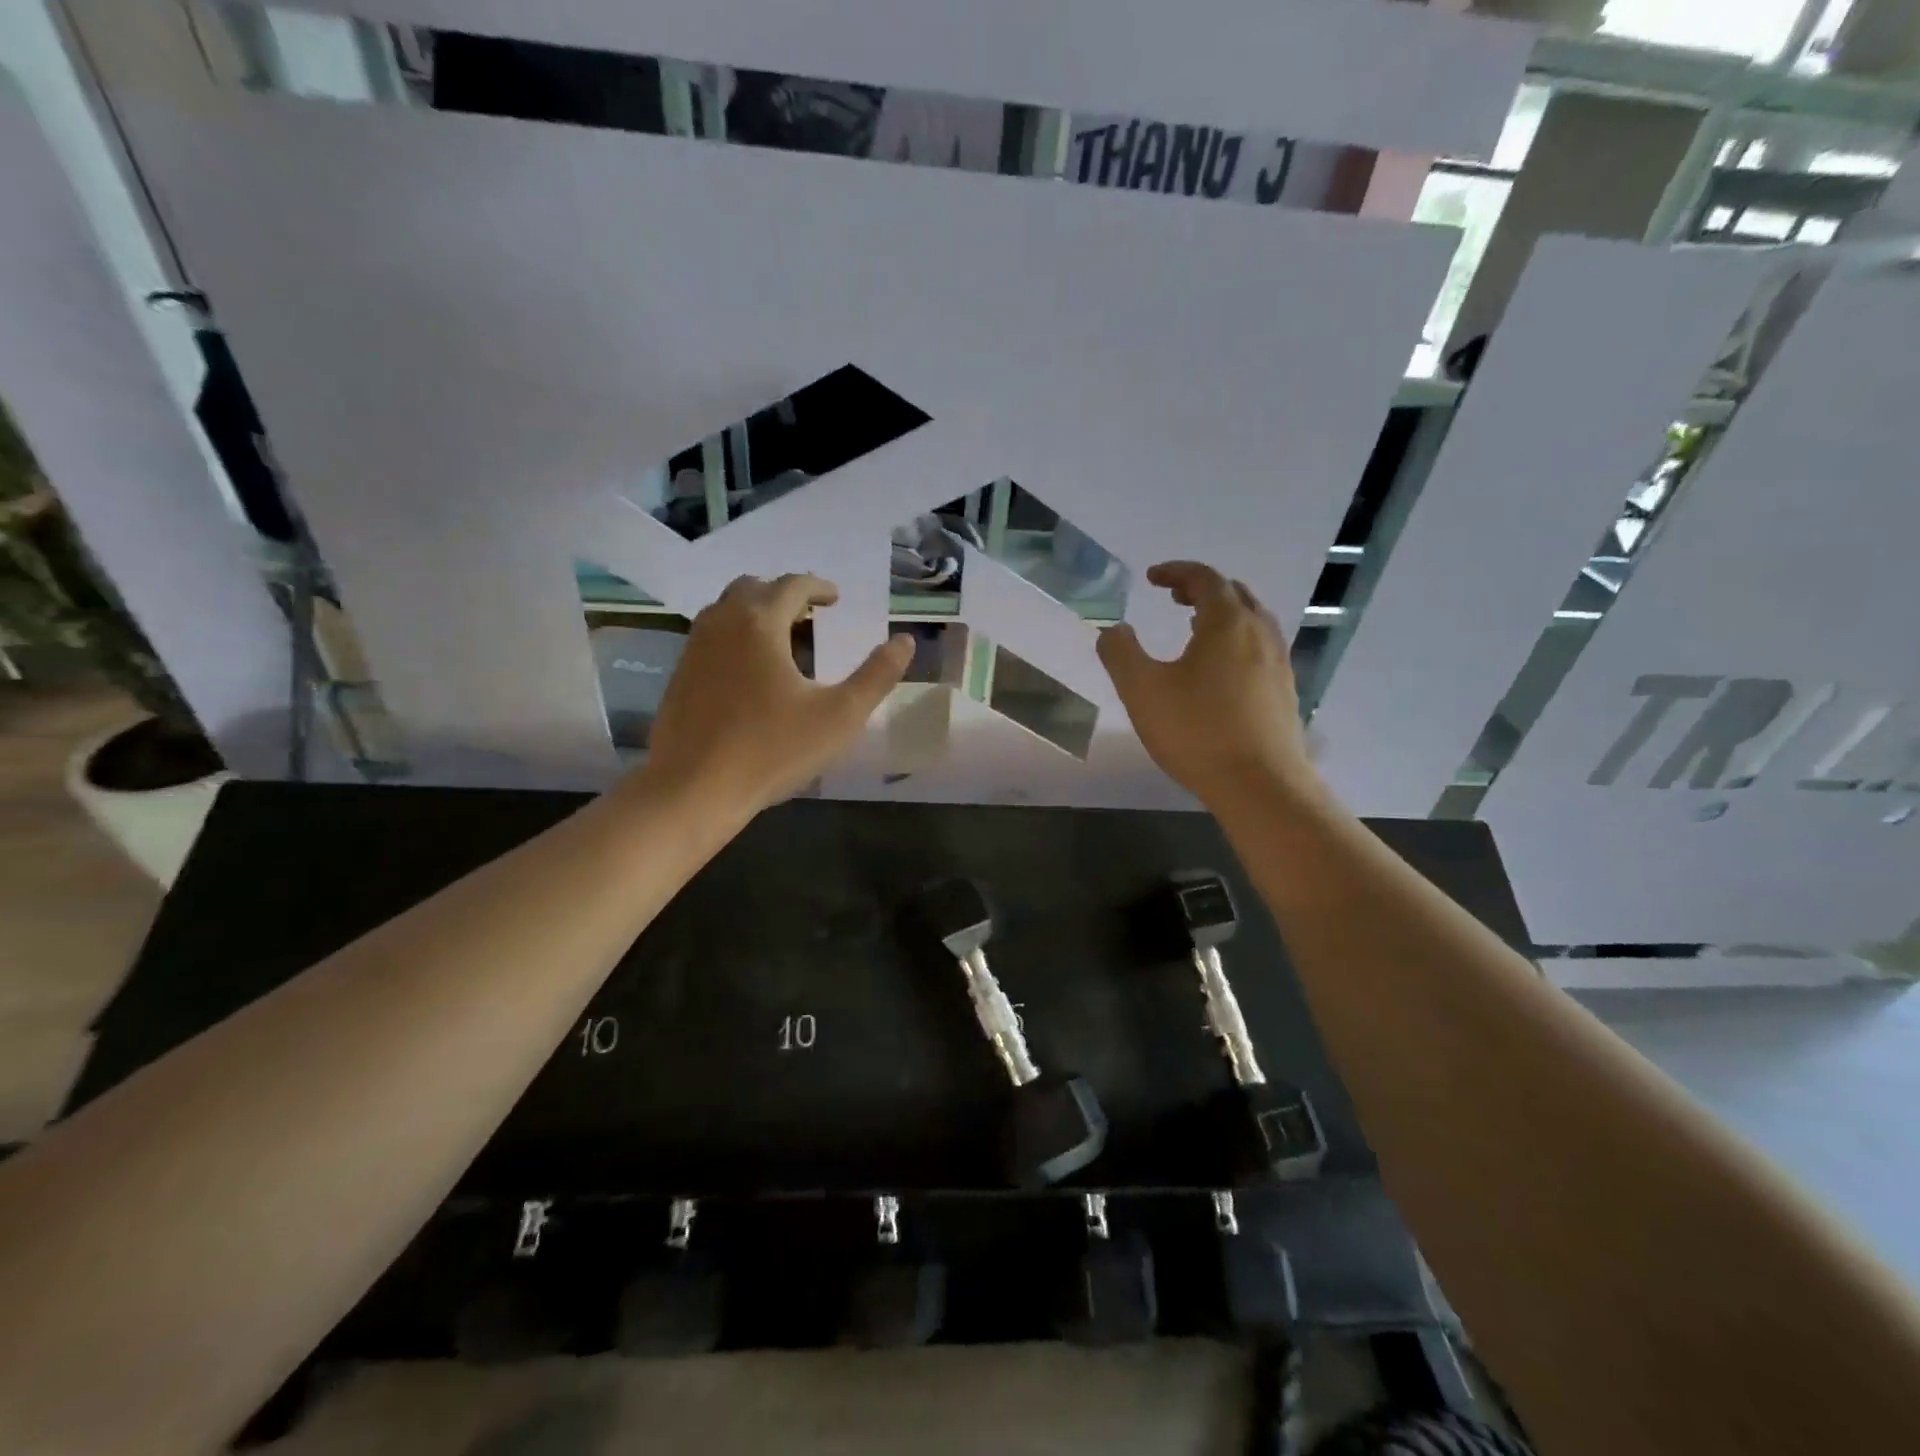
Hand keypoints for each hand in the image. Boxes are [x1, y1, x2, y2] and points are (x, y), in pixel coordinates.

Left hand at [643, 574, 912, 817]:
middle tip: (809, 614)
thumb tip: (904, 641)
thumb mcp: (840, 716)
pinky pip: (710, 636)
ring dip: (756, 611)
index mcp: (760, 623)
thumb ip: (876, 675)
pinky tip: (749, 669)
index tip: (836, 599)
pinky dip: (734, 635)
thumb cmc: (772, 750)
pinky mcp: (679, 675)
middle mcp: (721, 623)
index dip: (819, 588)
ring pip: (726, 610)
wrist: (693, 789)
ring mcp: (693, 648)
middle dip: (785, 594)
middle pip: (753, 588)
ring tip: (781, 637)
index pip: (792, 585)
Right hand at [1096, 562, 1322, 808]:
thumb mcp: (1141, 690)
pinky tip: (1220, 670)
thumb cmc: (1197, 731)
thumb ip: (1120, 653)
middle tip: (1174, 597)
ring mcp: (1278, 663)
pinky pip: (1260, 647)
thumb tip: (1114, 630)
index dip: (1176, 571)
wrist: (1260, 784)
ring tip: (1196, 628)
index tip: (1152, 578)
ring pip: (1252, 620)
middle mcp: (1260, 633)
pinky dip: (1236, 640)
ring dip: (1223, 613)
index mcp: (1227, 623)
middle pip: (1234, 593)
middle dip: (1201, 588)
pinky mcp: (1284, 692)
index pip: (1204, 578)